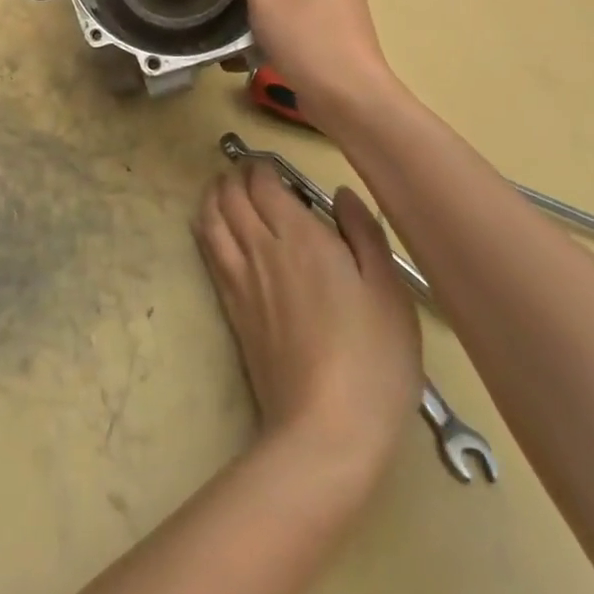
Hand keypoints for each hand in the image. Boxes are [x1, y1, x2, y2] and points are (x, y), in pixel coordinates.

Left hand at [193, 162, 421, 490]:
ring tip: (224, 188)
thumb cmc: (371, 357)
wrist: (325, 427)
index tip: (272, 165)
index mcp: (299, 235)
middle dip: (235, 174)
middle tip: (248, 171)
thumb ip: (363, 233)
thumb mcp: (388, 291)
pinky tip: (211, 226)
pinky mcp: (229, 305)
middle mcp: (260, 246)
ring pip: (211, 216)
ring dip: (214, 194)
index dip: (262, 166)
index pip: (263, 182)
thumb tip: (341, 192)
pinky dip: (205, 225)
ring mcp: (239, 276)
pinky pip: (207, 249)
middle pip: (231, 194)